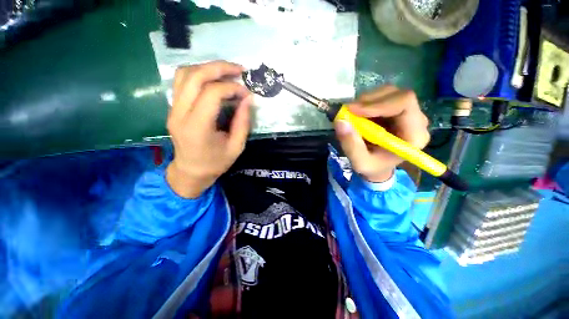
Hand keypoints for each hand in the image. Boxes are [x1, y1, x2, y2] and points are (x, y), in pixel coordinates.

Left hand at [166, 61, 251, 197]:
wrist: (190, 171)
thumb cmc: (215, 163)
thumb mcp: (236, 147)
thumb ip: (243, 123)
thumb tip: (248, 99)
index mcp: (197, 127)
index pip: (211, 93)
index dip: (231, 88)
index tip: (246, 93)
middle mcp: (180, 114)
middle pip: (194, 76)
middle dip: (219, 68)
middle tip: (239, 69)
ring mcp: (173, 109)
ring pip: (184, 74)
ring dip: (207, 68)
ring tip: (227, 72)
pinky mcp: (173, 108)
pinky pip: (182, 82)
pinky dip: (199, 74)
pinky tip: (214, 79)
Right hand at [334, 86, 429, 182]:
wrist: (379, 166)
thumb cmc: (373, 167)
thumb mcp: (360, 163)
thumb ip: (351, 145)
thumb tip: (340, 121)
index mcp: (414, 135)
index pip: (404, 104)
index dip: (378, 104)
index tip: (352, 110)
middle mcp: (416, 119)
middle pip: (397, 94)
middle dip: (369, 101)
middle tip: (348, 111)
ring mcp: (407, 112)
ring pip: (388, 92)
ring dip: (365, 101)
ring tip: (351, 115)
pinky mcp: (396, 109)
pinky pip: (381, 96)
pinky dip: (365, 102)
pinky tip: (358, 114)